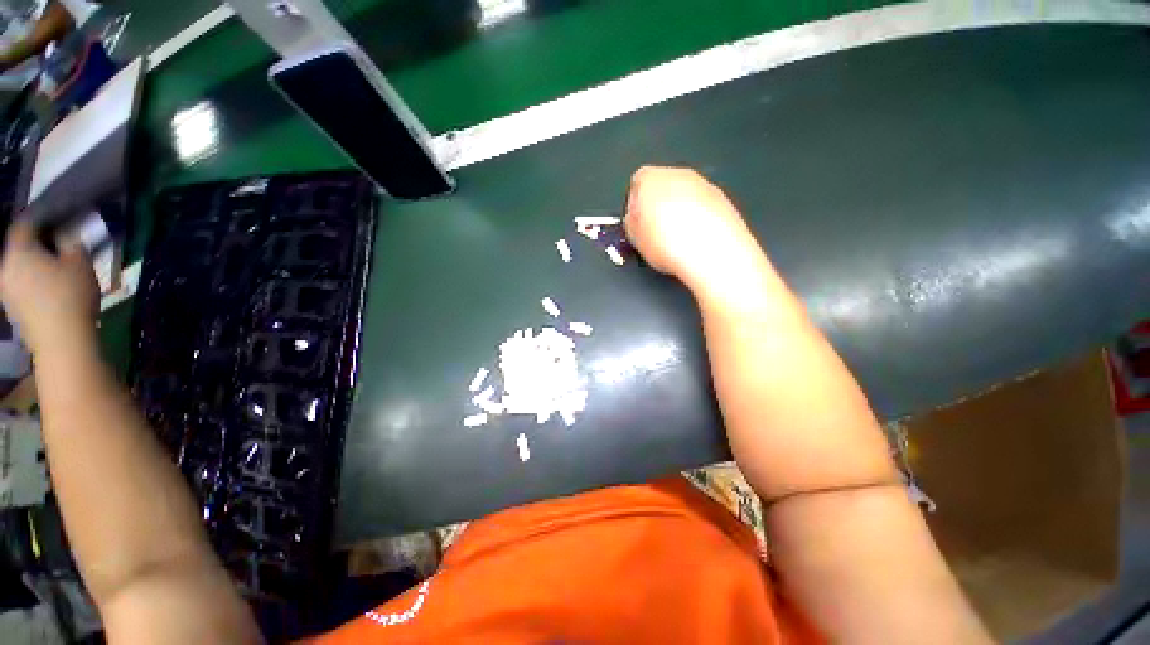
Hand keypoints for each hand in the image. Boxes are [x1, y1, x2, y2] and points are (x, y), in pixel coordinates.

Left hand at [0, 222, 98, 356]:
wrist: (62, 342)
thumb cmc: (71, 296)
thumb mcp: (80, 262)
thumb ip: (71, 241)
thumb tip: (66, 232)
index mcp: (17, 250)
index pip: (25, 223)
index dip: (41, 217)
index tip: (59, 216)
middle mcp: (4, 265)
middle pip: (20, 247)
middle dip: (38, 244)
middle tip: (61, 244)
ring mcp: (6, 289)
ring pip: (20, 266)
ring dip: (37, 264)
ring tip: (58, 268)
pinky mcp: (12, 306)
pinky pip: (22, 284)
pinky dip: (35, 281)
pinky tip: (51, 289)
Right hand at [624, 166, 762, 292]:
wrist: (711, 253)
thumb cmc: (672, 244)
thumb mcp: (633, 238)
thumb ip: (630, 221)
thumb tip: (634, 221)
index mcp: (651, 178)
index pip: (636, 184)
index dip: (634, 207)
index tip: (636, 224)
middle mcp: (679, 174)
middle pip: (662, 187)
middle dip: (658, 208)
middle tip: (654, 234)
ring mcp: (703, 185)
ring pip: (684, 196)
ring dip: (679, 214)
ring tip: (675, 242)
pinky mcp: (722, 199)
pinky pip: (703, 207)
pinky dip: (698, 220)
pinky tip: (693, 241)